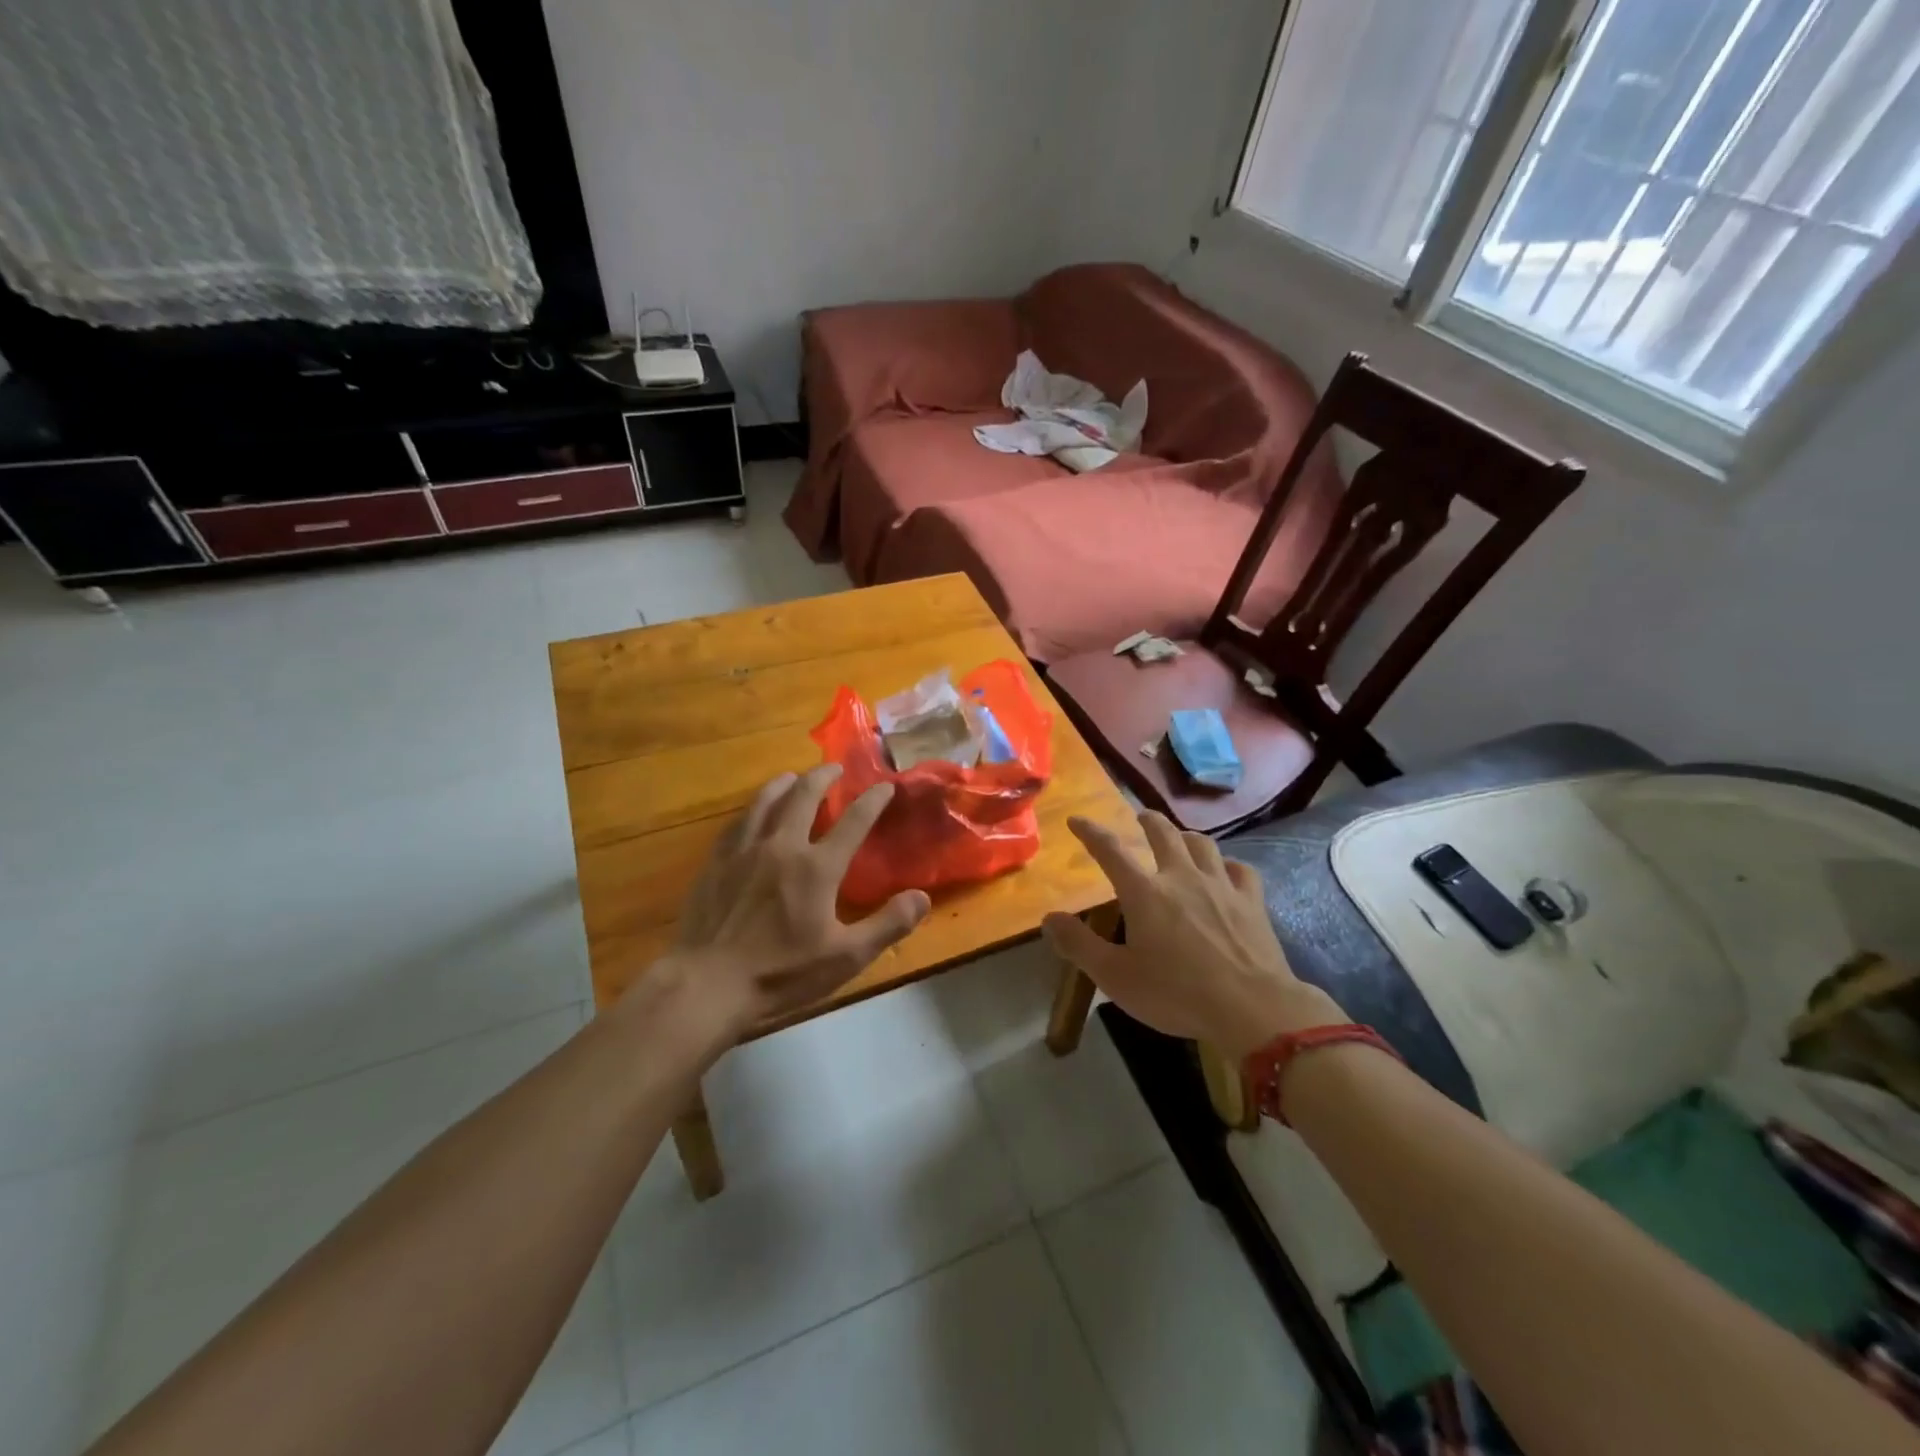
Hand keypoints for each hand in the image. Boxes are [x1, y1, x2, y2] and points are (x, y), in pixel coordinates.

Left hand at [641, 765, 930, 1041]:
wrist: (707, 984)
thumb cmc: (781, 973)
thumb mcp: (845, 958)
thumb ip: (887, 925)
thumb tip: (921, 897)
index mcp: (817, 868)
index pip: (853, 822)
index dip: (872, 800)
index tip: (885, 786)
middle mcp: (782, 846)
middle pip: (804, 796)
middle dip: (823, 777)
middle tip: (834, 768)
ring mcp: (744, 851)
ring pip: (766, 801)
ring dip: (784, 784)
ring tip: (794, 777)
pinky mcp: (716, 862)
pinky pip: (738, 823)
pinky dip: (753, 809)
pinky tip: (754, 812)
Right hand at [1042, 811, 1345, 1058]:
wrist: (1252, 1008)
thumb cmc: (1176, 993)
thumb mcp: (1115, 977)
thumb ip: (1079, 945)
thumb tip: (1049, 917)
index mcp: (1144, 892)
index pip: (1110, 850)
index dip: (1090, 832)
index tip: (1077, 820)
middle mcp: (1181, 876)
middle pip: (1163, 834)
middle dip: (1147, 821)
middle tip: (1140, 817)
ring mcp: (1221, 885)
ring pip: (1202, 844)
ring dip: (1186, 836)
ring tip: (1180, 838)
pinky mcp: (1252, 901)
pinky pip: (1240, 869)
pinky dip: (1228, 865)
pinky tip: (1226, 870)